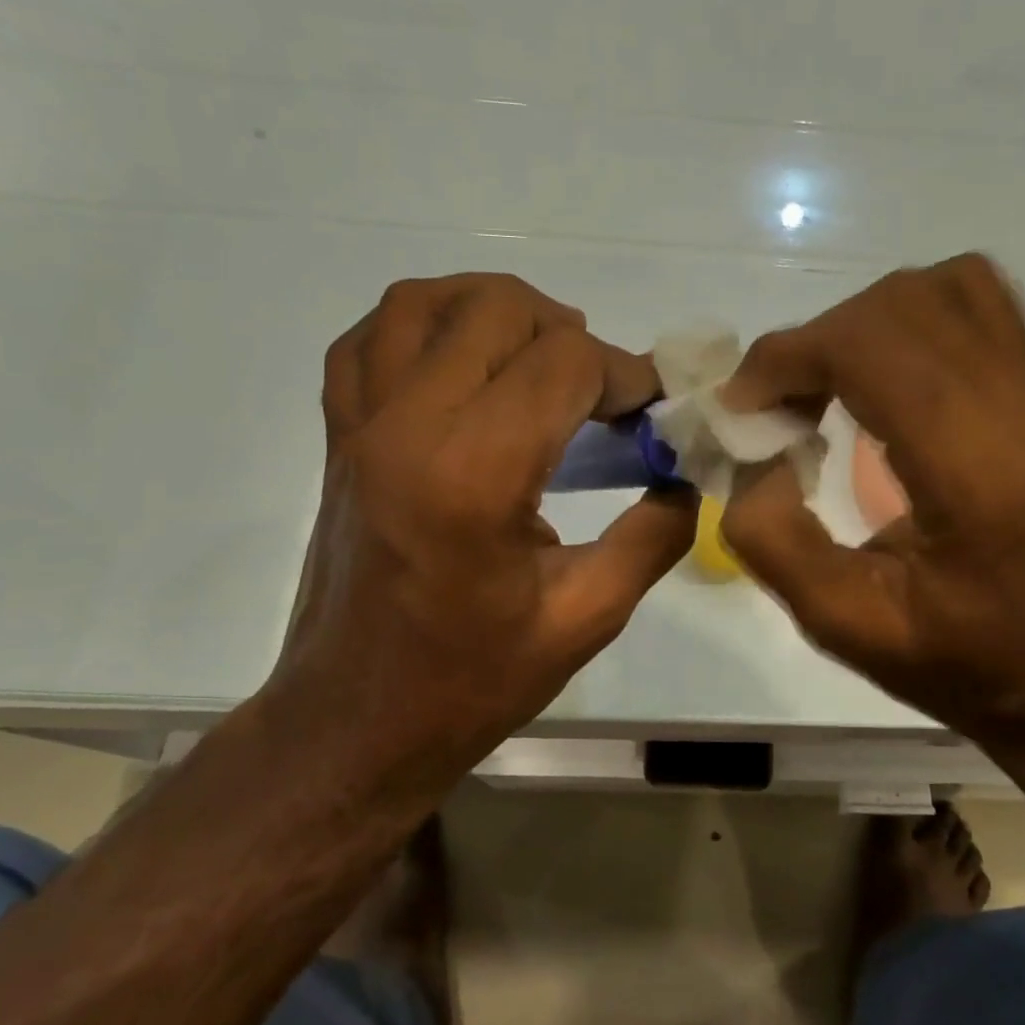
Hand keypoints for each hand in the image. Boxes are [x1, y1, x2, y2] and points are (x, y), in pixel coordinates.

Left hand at [267, 274, 697, 790]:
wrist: (355, 722)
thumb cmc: (472, 680)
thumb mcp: (587, 618)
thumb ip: (653, 535)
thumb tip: (686, 473)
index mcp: (475, 474)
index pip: (564, 363)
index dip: (625, 372)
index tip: (651, 410)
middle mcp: (409, 426)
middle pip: (498, 311)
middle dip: (569, 334)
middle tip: (602, 393)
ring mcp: (361, 425)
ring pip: (423, 303)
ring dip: (494, 310)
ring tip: (537, 356)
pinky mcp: (338, 437)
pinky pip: (366, 340)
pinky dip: (419, 326)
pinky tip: (458, 363)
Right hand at [720, 255, 1024, 728]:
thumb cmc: (957, 659)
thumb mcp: (840, 623)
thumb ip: (772, 538)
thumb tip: (755, 456)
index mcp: (973, 470)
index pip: (872, 348)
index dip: (789, 357)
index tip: (743, 406)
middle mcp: (1020, 410)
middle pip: (901, 306)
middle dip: (815, 341)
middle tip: (778, 405)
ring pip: (944, 287)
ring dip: (862, 322)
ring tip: (828, 383)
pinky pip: (977, 305)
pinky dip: (909, 318)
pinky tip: (882, 377)